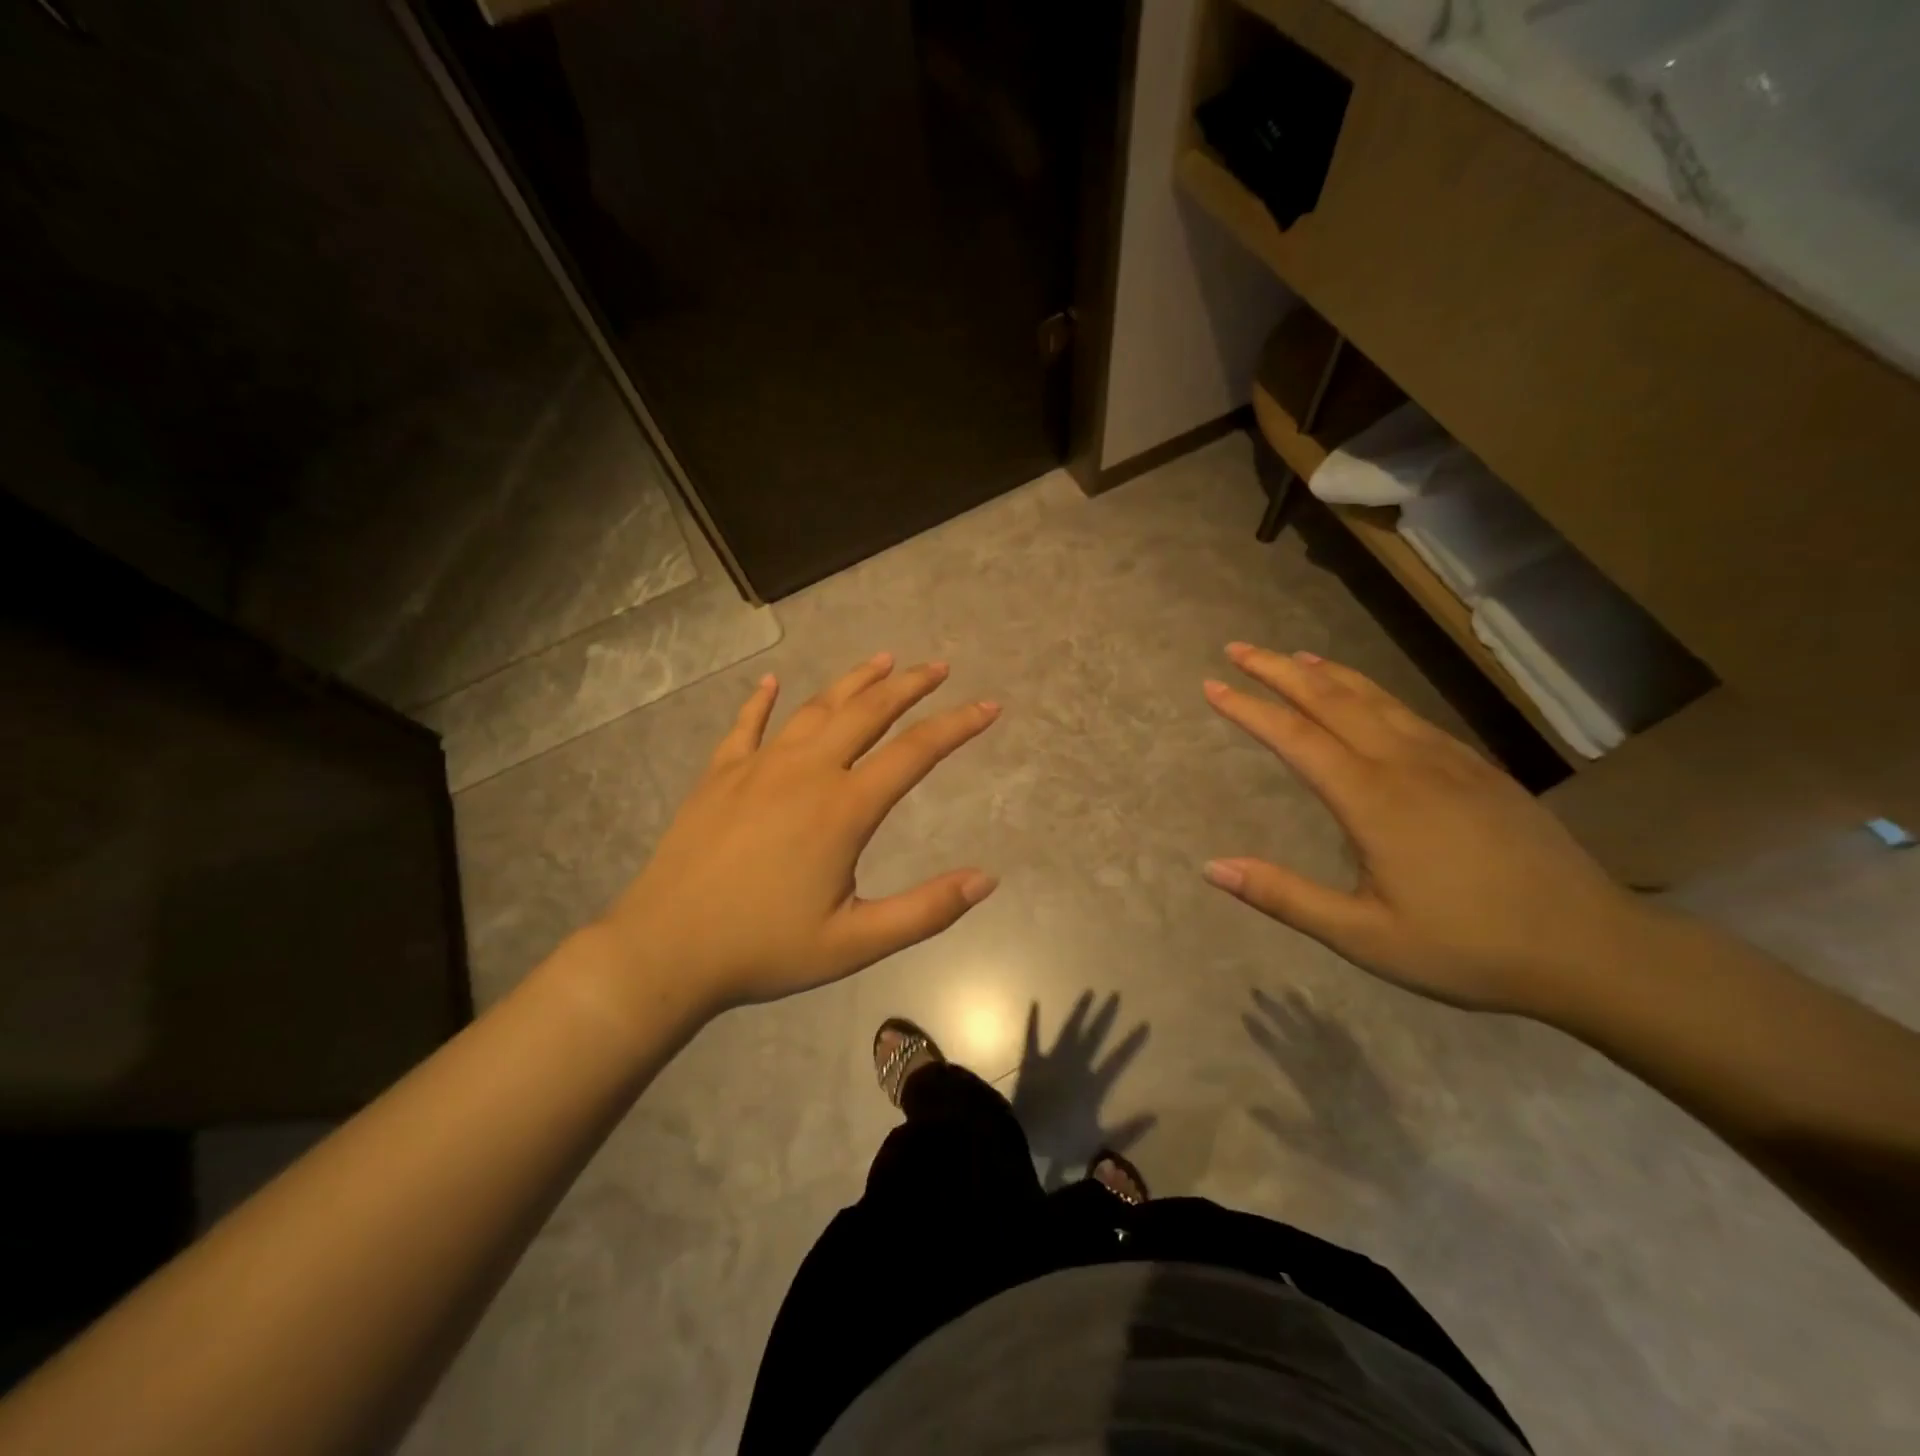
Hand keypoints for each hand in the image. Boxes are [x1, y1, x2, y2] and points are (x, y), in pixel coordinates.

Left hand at [597, 654, 1000, 1017]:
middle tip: (938, 666)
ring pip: (815, 708)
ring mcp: (757, 767)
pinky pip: (745, 725)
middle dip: (909, 686)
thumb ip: (925, 911)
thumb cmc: (764, 949)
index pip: (915, 752)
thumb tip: (986, 878)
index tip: (989, 706)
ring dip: (853, 681)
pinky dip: (762, 701)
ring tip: (882, 660)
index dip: (957, 726)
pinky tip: (772, 682)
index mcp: (843, 808)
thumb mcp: (856, 944)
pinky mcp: (719, 775)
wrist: (665, 951)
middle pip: (867, 712)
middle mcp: (805, 772)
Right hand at [1202, 642, 1652, 1015]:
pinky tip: (1365, 697)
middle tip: (1237, 651)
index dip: (1249, 709)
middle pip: (1331, 700)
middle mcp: (1406, 764)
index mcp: (1373, 801)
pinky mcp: (1477, 768)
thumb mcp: (1364, 938)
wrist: (1593, 948)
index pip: (1295, 738)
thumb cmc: (1468, 949)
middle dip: (1278, 671)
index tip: (1211, 685)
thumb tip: (1212, 866)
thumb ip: (1284, 897)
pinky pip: (1409, 713)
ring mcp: (1447, 760)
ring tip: (1291, 656)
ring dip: (1325, 673)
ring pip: (1374, 698)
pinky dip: (1371, 692)